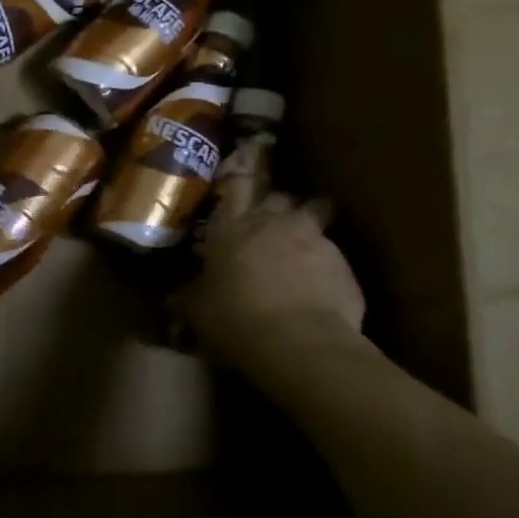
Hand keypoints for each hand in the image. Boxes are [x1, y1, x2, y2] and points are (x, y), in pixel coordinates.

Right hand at [178, 185, 369, 371]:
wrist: (300, 344)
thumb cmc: (236, 319)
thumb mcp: (199, 312)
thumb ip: (189, 298)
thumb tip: (174, 299)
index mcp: (233, 227)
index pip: (238, 184)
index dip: (245, 174)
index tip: (251, 173)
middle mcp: (275, 223)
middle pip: (283, 196)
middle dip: (282, 207)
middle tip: (276, 225)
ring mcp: (315, 241)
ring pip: (316, 222)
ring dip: (308, 237)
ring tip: (304, 261)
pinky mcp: (345, 267)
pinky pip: (336, 261)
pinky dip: (329, 273)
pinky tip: (323, 296)